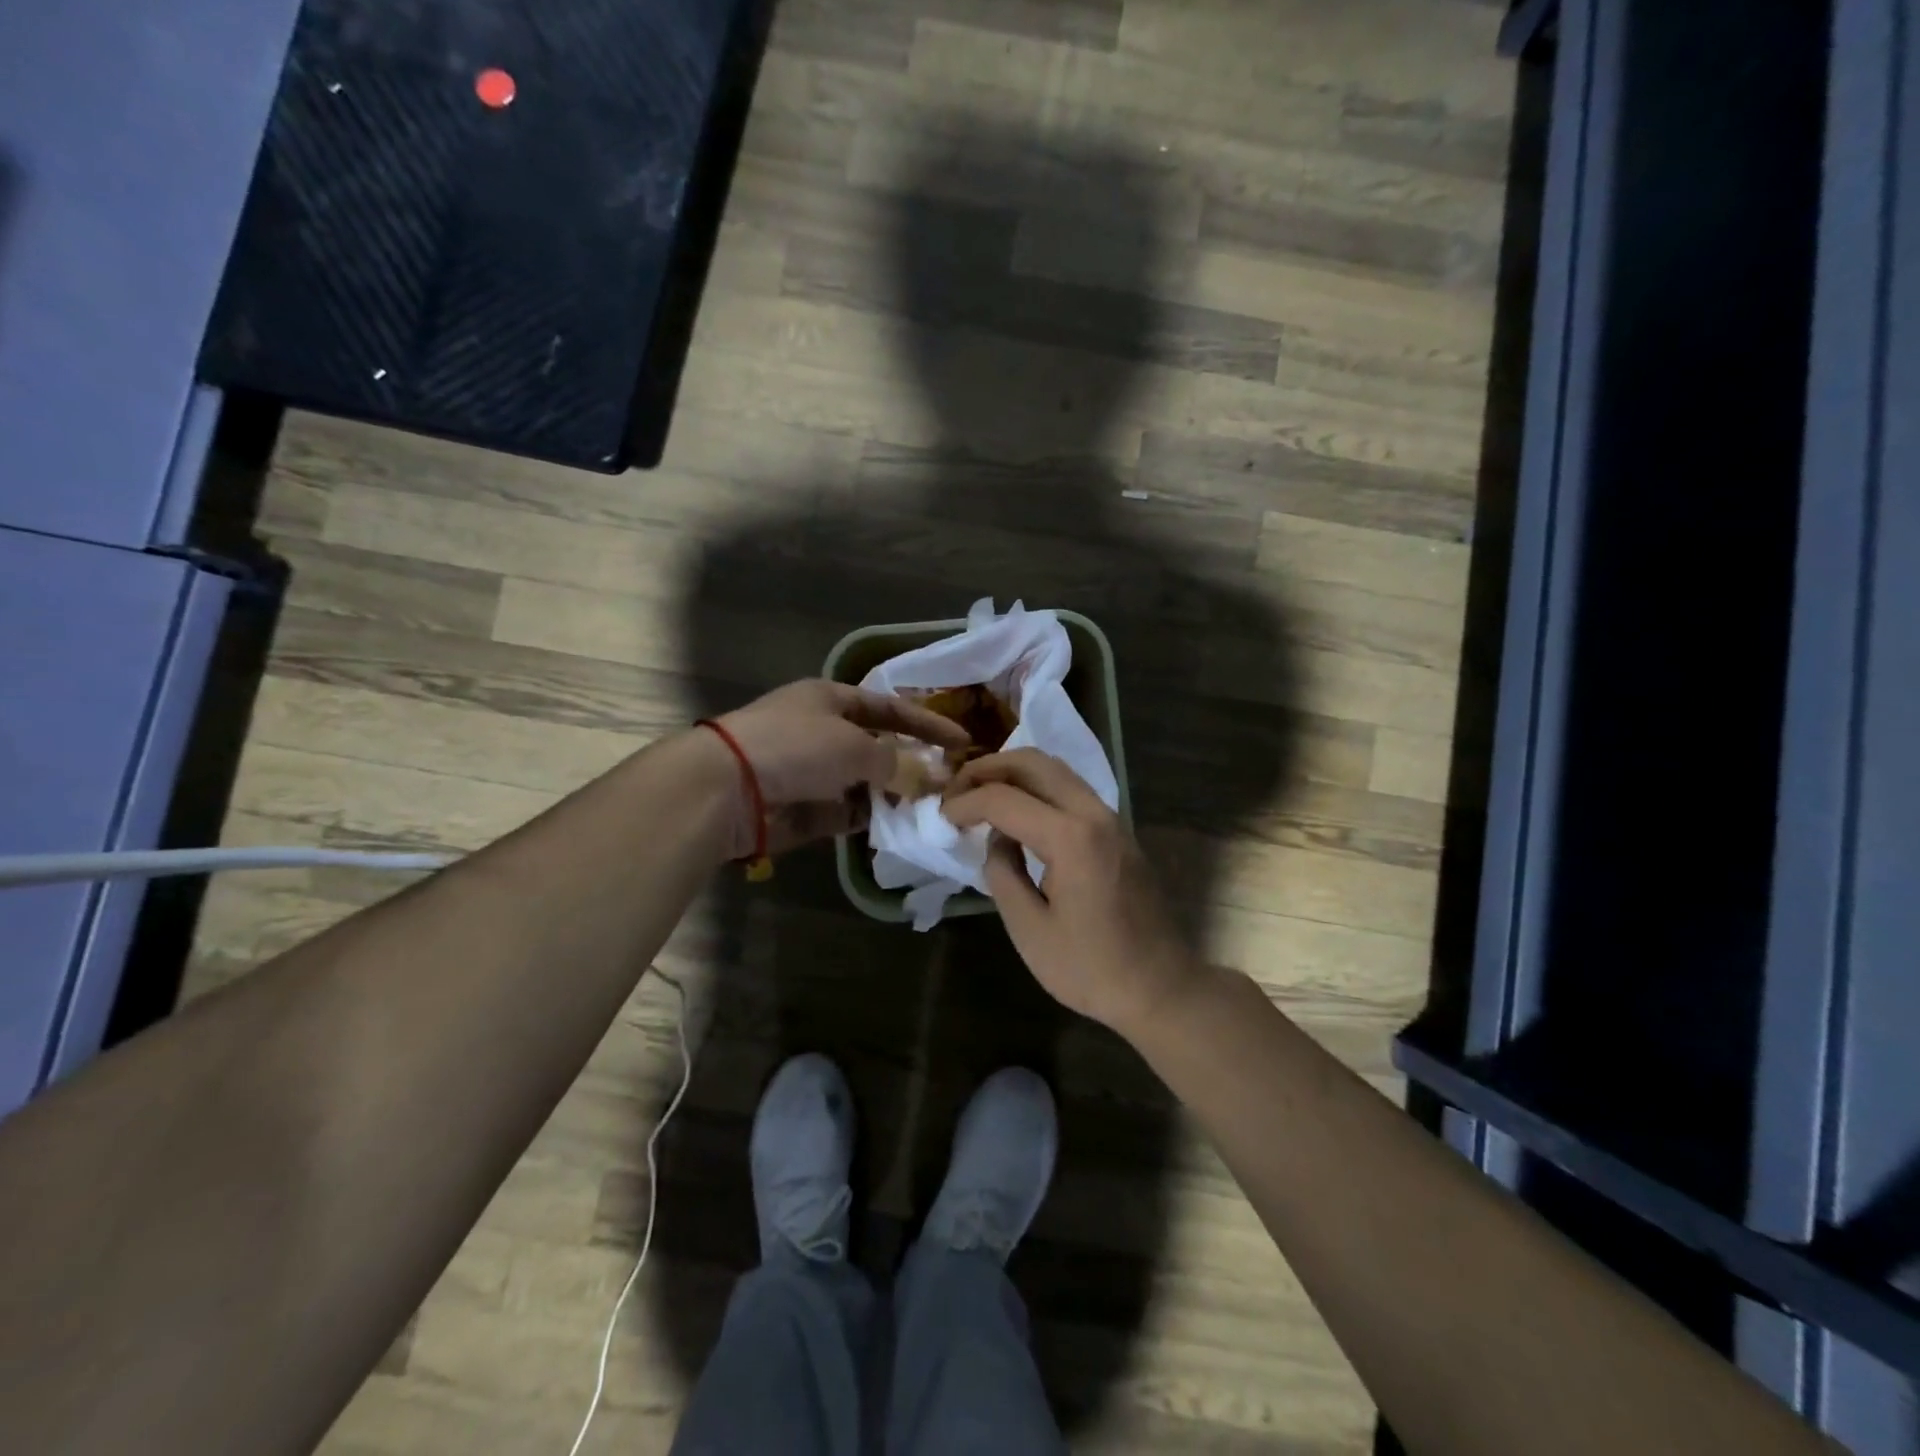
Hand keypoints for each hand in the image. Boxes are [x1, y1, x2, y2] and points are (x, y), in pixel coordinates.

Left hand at [712, 680, 969, 857]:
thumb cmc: (795, 747)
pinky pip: (846, 812)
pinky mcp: (803, 809)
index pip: (889, 708)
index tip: (962, 741)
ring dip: (893, 795)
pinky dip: (869, 819)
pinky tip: (897, 828)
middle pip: (877, 747)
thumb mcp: (854, 746)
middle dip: (911, 764)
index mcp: (830, 700)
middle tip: (949, 782)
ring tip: (930, 809)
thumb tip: (927, 777)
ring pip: (864, 783)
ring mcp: (811, 772)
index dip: (927, 723)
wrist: (727, 788)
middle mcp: (821, 732)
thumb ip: (896, 763)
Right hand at [943, 749, 1198, 1036]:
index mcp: (1071, 838)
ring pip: (1056, 769)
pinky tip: (1017, 812)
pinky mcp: (1118, 830)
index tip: (940, 817)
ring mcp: (1111, 818)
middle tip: (957, 789)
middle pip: (1033, 762)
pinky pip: (1071, 789)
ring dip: (1014, 772)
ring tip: (980, 793)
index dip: (965, 803)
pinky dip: (1037, 787)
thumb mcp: (1029, 929)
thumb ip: (1003, 873)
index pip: (1004, 799)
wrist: (1160, 987)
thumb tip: (998, 838)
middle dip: (988, 768)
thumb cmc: (1090, 967)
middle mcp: (1094, 813)